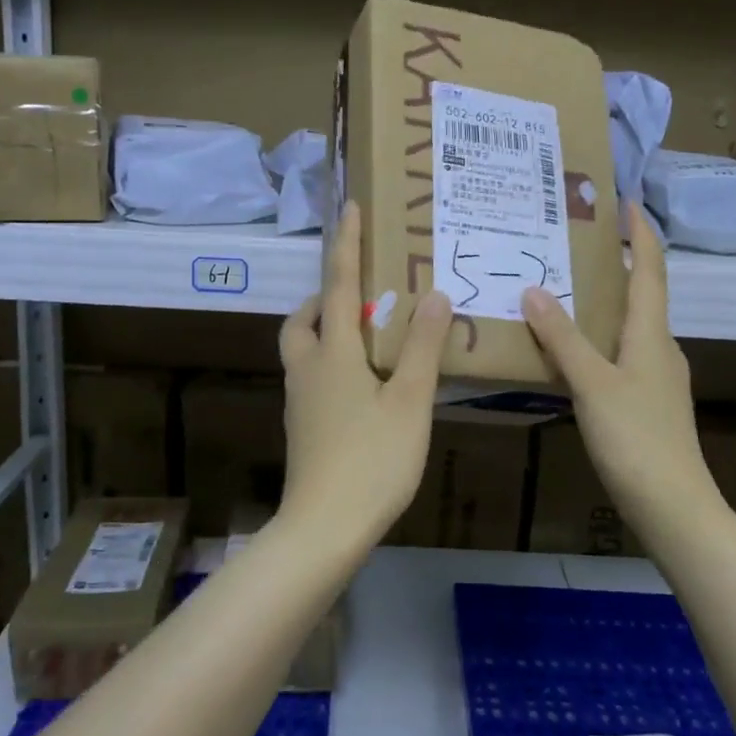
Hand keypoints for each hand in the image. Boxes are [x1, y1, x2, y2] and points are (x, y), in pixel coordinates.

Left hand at [278, 202, 452, 543]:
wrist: (324, 527)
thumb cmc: (372, 460)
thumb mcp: (409, 401)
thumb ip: (422, 347)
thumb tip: (434, 295)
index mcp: (333, 353)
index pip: (337, 285)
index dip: (346, 245)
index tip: (349, 208)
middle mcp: (308, 369)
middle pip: (303, 320)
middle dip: (323, 297)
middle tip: (357, 295)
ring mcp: (300, 401)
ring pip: (303, 350)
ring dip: (324, 330)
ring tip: (365, 337)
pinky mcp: (303, 428)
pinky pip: (312, 377)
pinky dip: (331, 363)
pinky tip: (363, 385)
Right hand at [521, 202, 716, 528]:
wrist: (673, 505)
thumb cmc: (636, 437)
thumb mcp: (593, 383)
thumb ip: (563, 338)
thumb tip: (534, 290)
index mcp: (652, 334)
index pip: (650, 270)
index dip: (640, 234)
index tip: (626, 201)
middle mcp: (660, 347)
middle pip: (643, 293)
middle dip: (618, 263)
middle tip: (578, 243)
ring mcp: (657, 377)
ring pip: (631, 325)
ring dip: (606, 301)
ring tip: (567, 289)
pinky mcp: (647, 402)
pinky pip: (622, 353)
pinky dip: (600, 337)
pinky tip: (574, 350)